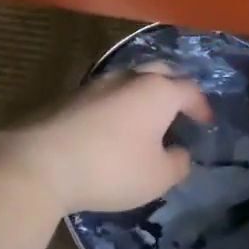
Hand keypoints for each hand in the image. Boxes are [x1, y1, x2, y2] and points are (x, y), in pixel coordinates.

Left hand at [0, 67, 210, 214]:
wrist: (41, 163)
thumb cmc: (111, 168)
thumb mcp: (158, 177)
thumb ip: (178, 163)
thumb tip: (179, 152)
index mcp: (157, 91)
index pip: (189, 90)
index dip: (202, 106)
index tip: (206, 123)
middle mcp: (129, 78)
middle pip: (159, 72)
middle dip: (174, 87)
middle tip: (180, 108)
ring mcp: (97, 84)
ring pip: (130, 79)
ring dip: (144, 94)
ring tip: (148, 117)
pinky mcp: (72, 97)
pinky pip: (107, 94)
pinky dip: (119, 105)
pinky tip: (115, 126)